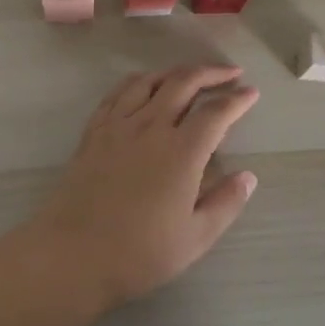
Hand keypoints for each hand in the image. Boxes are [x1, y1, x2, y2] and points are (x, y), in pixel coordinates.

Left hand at [29, 64, 260, 309]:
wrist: (73, 253)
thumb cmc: (139, 253)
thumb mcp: (195, 238)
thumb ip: (225, 203)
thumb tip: (248, 177)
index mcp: (181, 152)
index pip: (215, 112)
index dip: (237, 100)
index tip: (251, 93)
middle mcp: (150, 127)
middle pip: (182, 83)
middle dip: (210, 73)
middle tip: (229, 73)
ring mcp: (118, 125)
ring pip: (148, 81)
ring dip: (173, 72)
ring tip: (189, 76)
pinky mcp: (93, 131)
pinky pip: (117, 93)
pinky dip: (138, 82)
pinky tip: (143, 87)